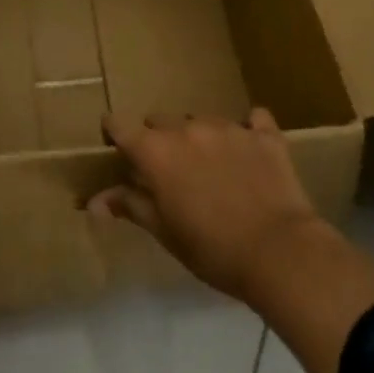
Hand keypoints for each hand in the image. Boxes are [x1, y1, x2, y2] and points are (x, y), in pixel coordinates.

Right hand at [89, 108, 322, 304]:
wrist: (280, 252)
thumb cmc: (212, 249)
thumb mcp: (165, 232)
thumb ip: (130, 206)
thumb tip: (93, 202)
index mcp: (156, 151)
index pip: (120, 124)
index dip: (115, 134)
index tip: (117, 148)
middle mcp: (187, 128)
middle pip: (159, 120)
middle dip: (158, 139)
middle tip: (169, 172)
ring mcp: (228, 126)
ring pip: (201, 120)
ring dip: (198, 137)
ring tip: (211, 168)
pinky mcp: (264, 134)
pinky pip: (252, 119)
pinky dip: (247, 131)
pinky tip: (250, 150)